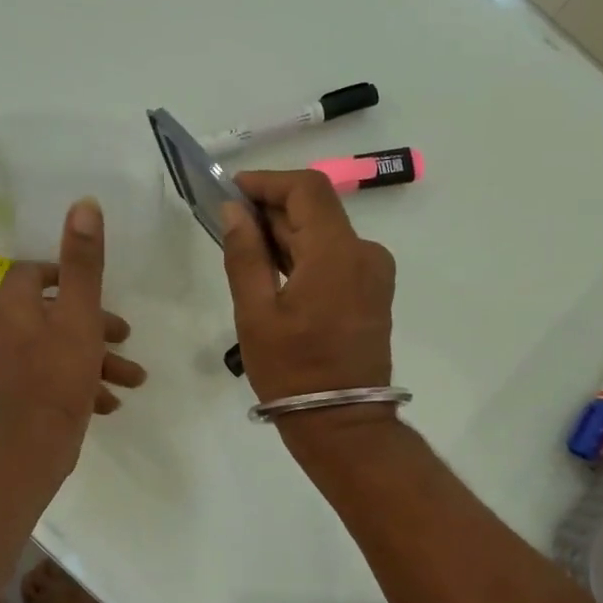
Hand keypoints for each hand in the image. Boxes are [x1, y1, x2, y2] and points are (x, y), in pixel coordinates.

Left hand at [0, 197, 145, 471]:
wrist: (31, 446)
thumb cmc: (58, 374)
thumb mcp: (80, 314)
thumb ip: (83, 262)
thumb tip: (83, 204)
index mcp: (11, 304)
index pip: (34, 272)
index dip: (67, 275)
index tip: (96, 291)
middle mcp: (0, 329)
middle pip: (51, 312)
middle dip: (94, 324)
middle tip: (124, 335)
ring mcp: (5, 364)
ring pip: (56, 348)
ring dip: (94, 358)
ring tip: (131, 378)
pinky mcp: (14, 393)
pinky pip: (50, 377)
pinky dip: (79, 382)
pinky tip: (107, 401)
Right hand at [221, 170, 395, 432]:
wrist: (342, 422)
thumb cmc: (292, 370)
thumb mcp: (256, 313)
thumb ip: (245, 255)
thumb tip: (234, 210)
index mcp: (338, 253)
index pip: (307, 189)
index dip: (268, 181)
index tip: (232, 190)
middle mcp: (364, 253)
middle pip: (317, 209)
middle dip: (272, 208)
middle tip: (229, 222)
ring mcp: (373, 273)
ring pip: (325, 233)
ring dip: (286, 232)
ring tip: (244, 249)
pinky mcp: (371, 291)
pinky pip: (335, 256)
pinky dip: (304, 253)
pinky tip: (273, 270)